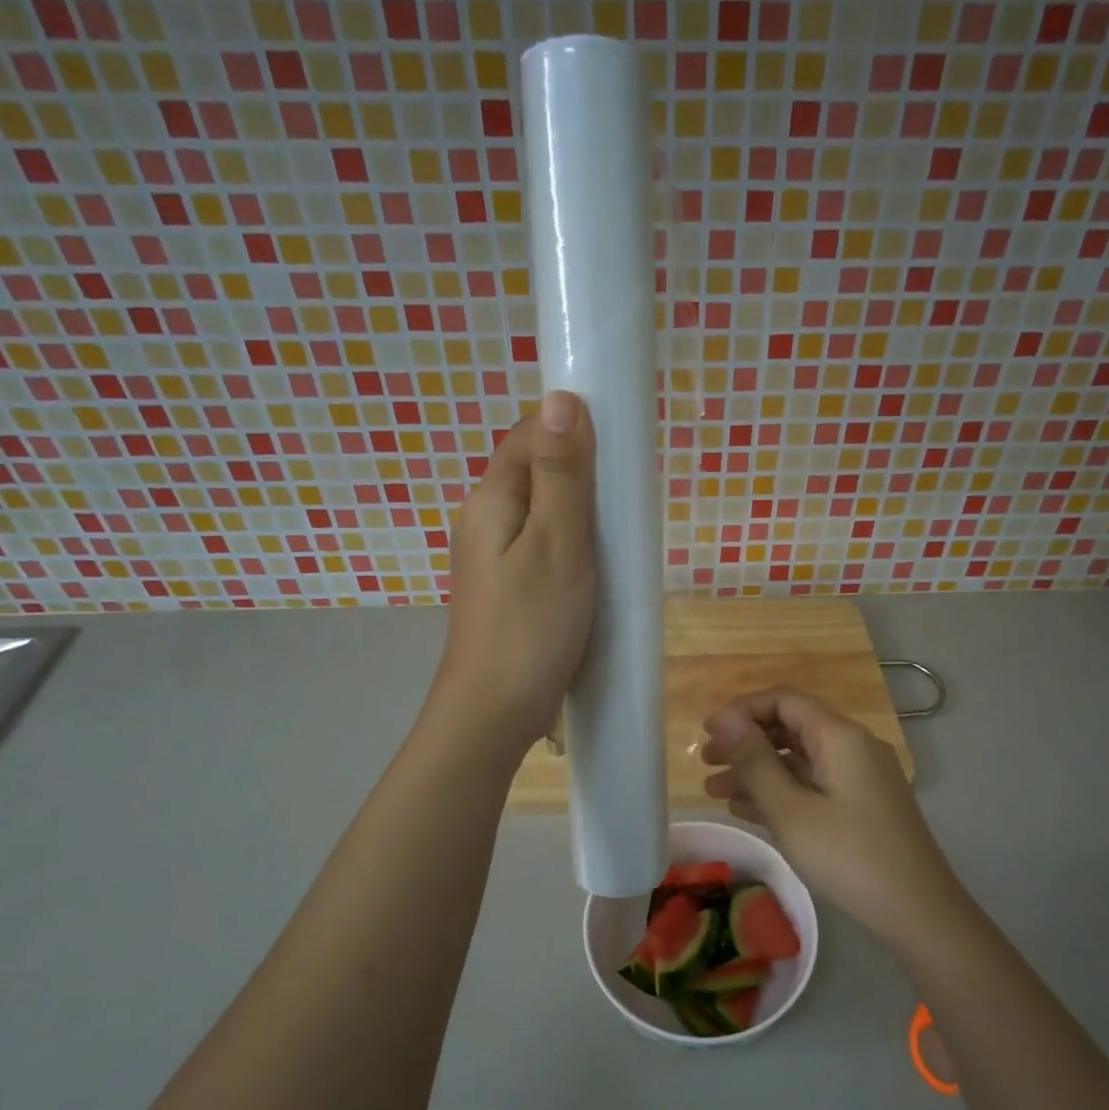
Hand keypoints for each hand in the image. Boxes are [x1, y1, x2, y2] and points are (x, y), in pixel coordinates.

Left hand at [433, 392, 596, 753]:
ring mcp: (493, 559)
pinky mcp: (507, 590)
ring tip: (616, 539)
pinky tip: (595, 571)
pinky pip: (542, 550)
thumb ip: (561, 474)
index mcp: (490, 499)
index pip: (530, 435)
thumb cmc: (531, 626)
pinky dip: (572, 549)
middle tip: (624, 506)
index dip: (573, 431)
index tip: (619, 454)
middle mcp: (484, 521)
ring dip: (580, 516)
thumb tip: (561, 397)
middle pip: (536, 474)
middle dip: (582, 477)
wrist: (494, 711)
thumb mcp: (556, 543)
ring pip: (542, 515)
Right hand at [701, 690, 960, 943]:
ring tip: (715, 792)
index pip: (784, 700)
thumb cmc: (849, 856)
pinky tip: (747, 810)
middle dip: (746, 742)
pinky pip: (813, 785)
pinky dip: (780, 791)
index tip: (707, 733)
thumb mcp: (791, 810)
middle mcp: (853, 747)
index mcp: (840, 737)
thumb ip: (755, 762)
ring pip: (799, 760)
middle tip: (707, 763)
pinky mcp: (862, 805)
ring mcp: (860, 777)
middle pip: (791, 728)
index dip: (742, 710)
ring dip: (757, 771)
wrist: (918, 912)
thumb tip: (724, 720)